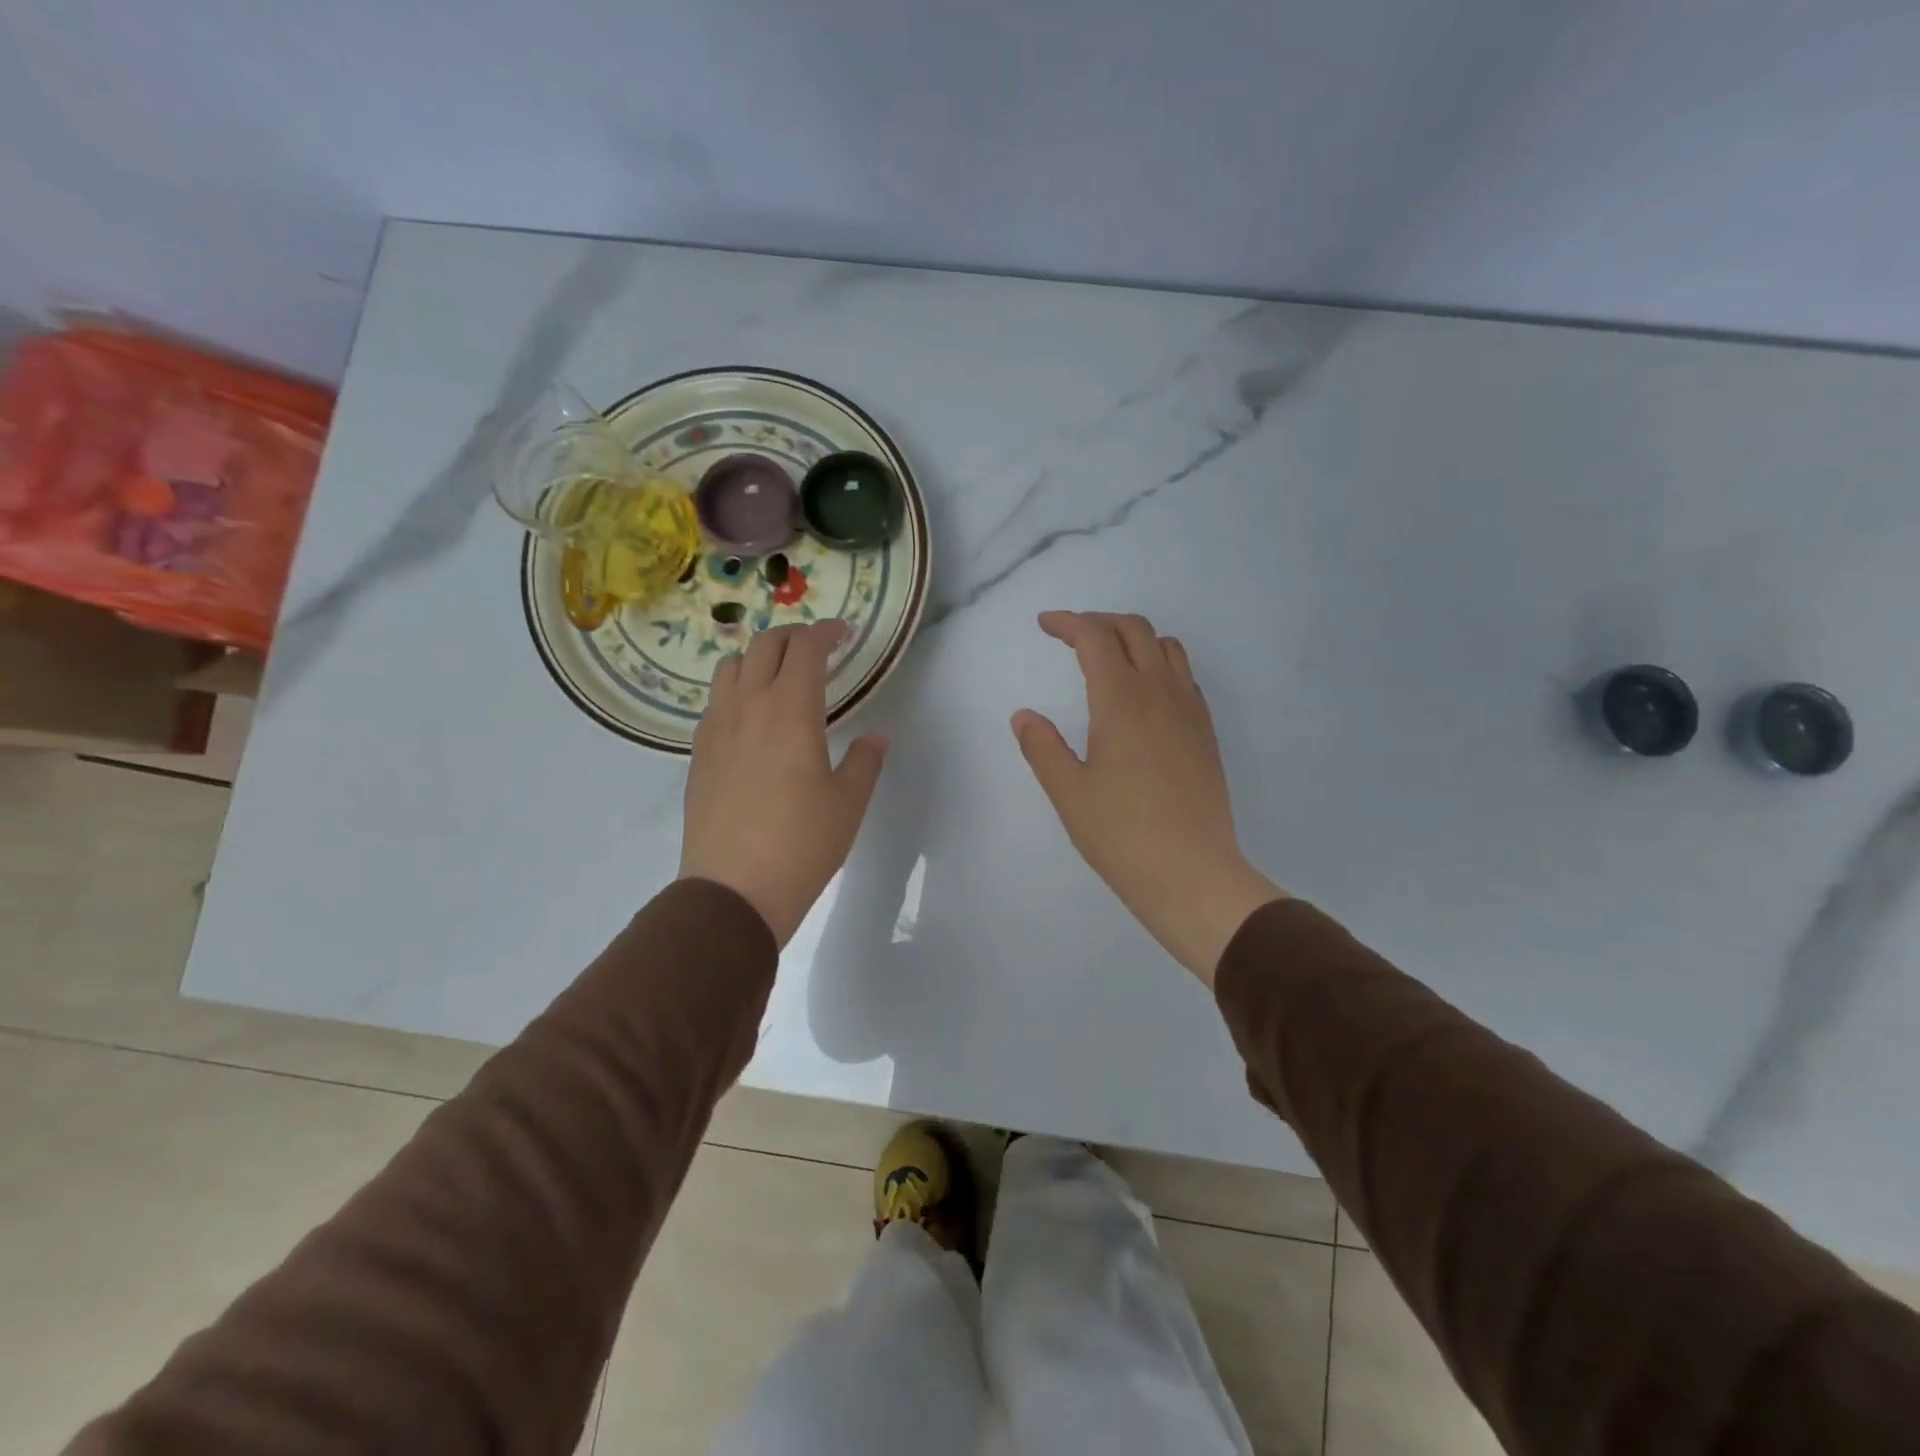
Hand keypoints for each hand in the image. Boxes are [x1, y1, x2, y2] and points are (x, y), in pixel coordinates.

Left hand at [679, 621, 887, 945]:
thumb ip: (864, 762)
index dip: (826, 633)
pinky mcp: (698, 753)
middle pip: (764, 646)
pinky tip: (750, 719)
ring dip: (757, 658)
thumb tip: (876, 738)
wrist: (733, 890)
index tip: (843, 634)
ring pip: (730, 667)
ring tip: (778, 677)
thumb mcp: (848, 803)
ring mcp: (716, 728)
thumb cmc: (802, 844)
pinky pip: (715, 701)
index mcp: (791, 711)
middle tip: (816, 648)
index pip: (806, 649)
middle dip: (793, 636)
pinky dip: (735, 690)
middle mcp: (748, 707)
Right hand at [1013, 611, 1285, 985]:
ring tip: (1109, 659)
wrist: (1192, 874)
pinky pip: (1185, 677)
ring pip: (1167, 647)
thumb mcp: (1068, 792)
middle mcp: (1160, 693)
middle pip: (1135, 630)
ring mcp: (1190, 711)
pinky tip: (1144, 696)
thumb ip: (1042, 747)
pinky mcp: (1206, 733)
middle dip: (1100, 622)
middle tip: (1071, 637)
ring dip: (1135, 639)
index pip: (1096, 637)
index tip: (1045, 625)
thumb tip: (1024, 716)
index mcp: (1121, 700)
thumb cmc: (1121, 835)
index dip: (1068, 622)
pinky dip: (1160, 665)